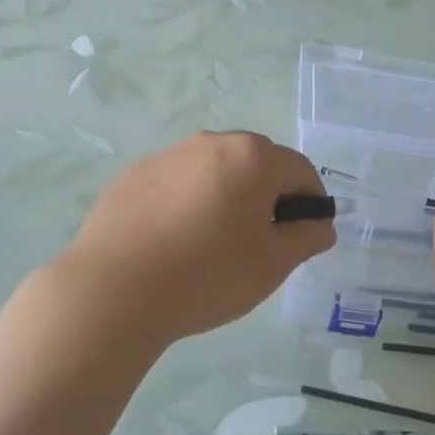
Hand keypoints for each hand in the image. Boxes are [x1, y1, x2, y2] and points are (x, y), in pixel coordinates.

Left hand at [51, 132, 335, 344]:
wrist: (114, 291)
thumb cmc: (207, 276)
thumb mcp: (272, 265)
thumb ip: (306, 238)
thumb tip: (320, 226)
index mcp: (252, 158)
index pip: (300, 170)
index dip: (311, 202)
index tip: (304, 235)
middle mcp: (211, 143)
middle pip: (256, 162)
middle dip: (268, 194)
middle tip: (258, 241)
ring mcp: (167, 155)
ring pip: (213, 169)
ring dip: (226, 194)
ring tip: (211, 242)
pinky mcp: (133, 174)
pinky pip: (176, 181)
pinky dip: (187, 201)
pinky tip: (172, 241)